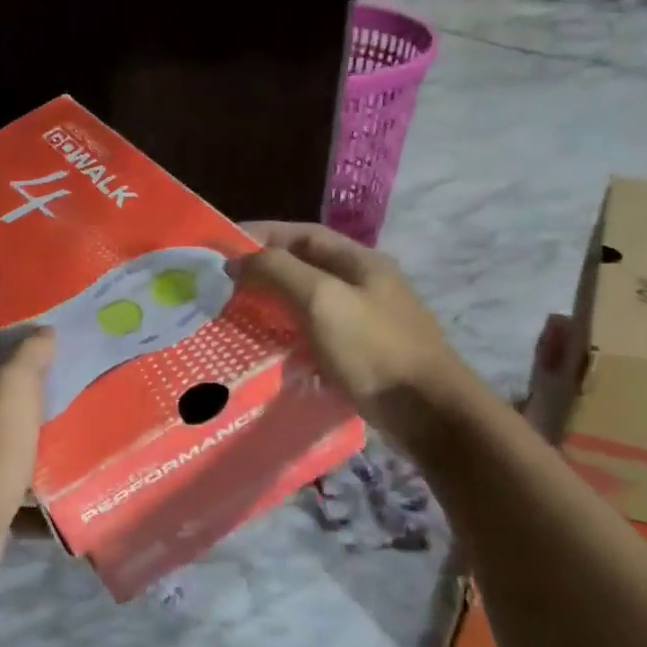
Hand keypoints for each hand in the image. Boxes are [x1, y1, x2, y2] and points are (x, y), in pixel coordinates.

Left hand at [0, 330, 54, 571]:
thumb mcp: (13, 387)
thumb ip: (28, 358)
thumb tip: (44, 331)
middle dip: (0, 402)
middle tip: (41, 388)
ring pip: (2, 455)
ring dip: (25, 449)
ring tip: (65, 438)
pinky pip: (21, 500)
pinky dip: (39, 501)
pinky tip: (67, 494)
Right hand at [234, 222, 482, 458]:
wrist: (427, 412)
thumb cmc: (373, 348)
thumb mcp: (322, 299)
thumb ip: (278, 272)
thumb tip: (237, 261)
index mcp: (359, 261)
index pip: (301, 234)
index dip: (260, 235)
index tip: (220, 247)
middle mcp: (363, 284)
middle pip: (303, 267)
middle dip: (262, 271)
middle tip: (220, 285)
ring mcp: (364, 320)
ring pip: (306, 301)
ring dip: (271, 304)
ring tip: (233, 315)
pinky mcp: (359, 353)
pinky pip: (313, 333)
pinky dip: (285, 334)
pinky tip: (265, 348)